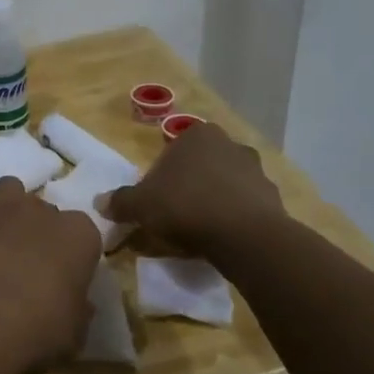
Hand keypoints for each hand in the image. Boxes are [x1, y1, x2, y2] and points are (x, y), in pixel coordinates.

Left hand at [0, 166, 101, 373]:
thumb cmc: (33, 333)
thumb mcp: (73, 336)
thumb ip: (78, 311)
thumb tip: (79, 305)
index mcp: (79, 236)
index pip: (82, 233)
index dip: (69, 254)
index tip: (58, 277)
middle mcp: (41, 209)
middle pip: (42, 210)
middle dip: (34, 231)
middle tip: (20, 264)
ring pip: (8, 189)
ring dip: (4, 208)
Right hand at [102, 120, 286, 266]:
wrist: (245, 236)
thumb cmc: (185, 206)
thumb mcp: (140, 205)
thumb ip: (120, 201)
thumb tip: (99, 202)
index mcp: (197, 135)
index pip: (171, 152)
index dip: (160, 178)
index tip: (155, 201)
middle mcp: (229, 144)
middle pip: (199, 166)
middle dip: (188, 186)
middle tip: (174, 215)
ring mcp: (256, 169)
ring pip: (224, 184)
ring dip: (212, 201)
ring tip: (199, 231)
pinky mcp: (274, 197)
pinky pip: (245, 205)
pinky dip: (234, 217)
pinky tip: (222, 238)